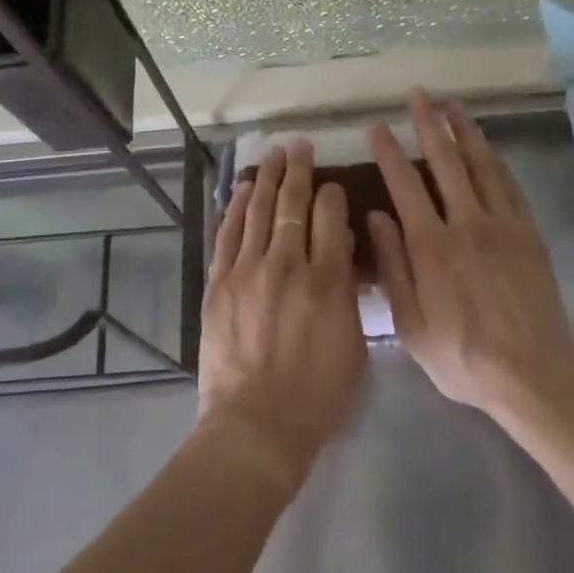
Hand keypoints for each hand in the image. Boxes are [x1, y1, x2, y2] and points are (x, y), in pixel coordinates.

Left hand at [197, 140, 365, 488]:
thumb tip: (341, 248)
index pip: (331, 218)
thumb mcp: (353, 347)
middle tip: (300, 145)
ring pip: (260, 210)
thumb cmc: (316, 396)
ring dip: (269, 178)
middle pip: (294, 204)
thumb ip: (349, 292)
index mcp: (327, 282)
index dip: (332, 195)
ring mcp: (249, 271)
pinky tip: (246, 187)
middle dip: (299, 170)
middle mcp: (288, 265)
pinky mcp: (220, 283)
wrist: (255, 426)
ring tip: (275, 154)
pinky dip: (238, 207)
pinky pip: (230, 234)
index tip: (332, 185)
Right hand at [367, 90, 573, 415]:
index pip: (404, 185)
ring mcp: (503, 226)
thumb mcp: (410, 324)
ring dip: (466, 132)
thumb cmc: (462, 357)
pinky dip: (496, 162)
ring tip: (454, 105)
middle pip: (445, 162)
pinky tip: (489, 149)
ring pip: (481, 166)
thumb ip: (392, 266)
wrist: (534, 377)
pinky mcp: (530, 235)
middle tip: (419, 94)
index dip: (388, 152)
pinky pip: (511, 188)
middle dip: (429, 124)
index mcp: (431, 246)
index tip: (377, 125)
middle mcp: (466, 224)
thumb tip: (375, 217)